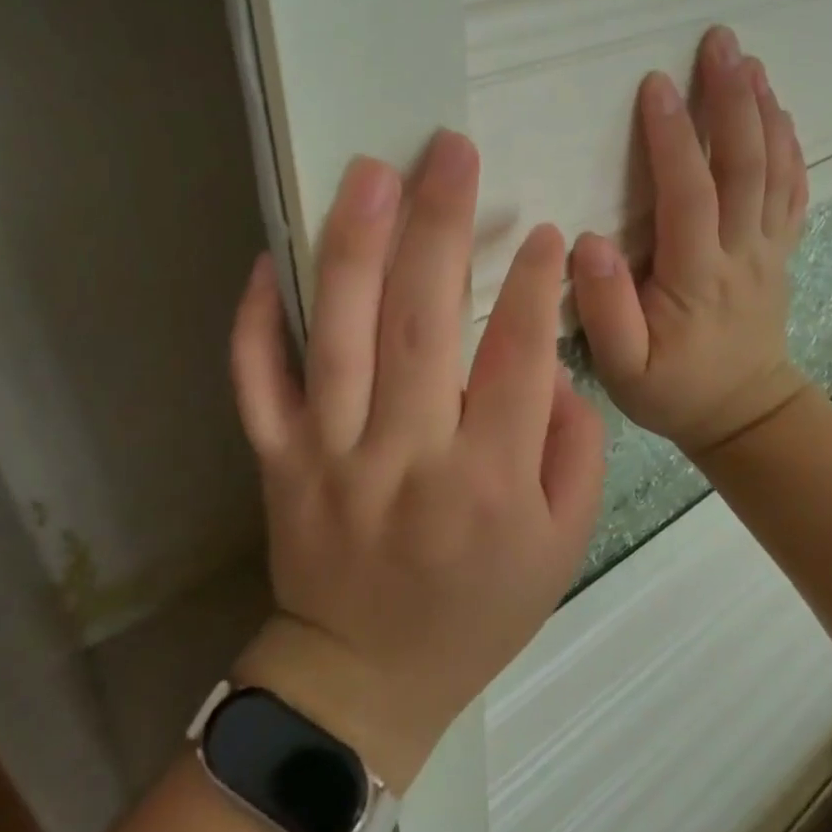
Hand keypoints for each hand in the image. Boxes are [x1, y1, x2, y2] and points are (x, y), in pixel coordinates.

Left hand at [228, 130, 605, 787]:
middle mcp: (406, 458)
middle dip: (441, 226)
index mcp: (487, 482)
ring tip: (370, 172)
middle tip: (450, 151)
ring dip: (355, 245)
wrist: (365, 679)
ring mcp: (329, 456)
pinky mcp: (276, 461)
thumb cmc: (478, 609)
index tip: (546, 230)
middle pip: (423, 323)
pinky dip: (257, 318)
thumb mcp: (562, 544)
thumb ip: (574, 450)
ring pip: (339, 335)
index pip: (518, 358)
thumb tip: (555, 364)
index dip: (536, 286)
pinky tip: (270, 256)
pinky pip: (256, 382)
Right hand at [570, 26, 809, 458]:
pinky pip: (792, 191)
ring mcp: (768, 249)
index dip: (673, 138)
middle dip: (731, 100)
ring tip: (750, 60)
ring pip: (773, 170)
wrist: (746, 415)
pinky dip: (789, 145)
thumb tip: (589, 241)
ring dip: (764, 110)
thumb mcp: (624, 370)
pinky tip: (780, 111)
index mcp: (697, 278)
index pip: (688, 196)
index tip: (656, 84)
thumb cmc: (674, 390)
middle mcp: (741, 253)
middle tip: (720, 42)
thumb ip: (604, 310)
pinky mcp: (780, 250)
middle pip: (743, 166)